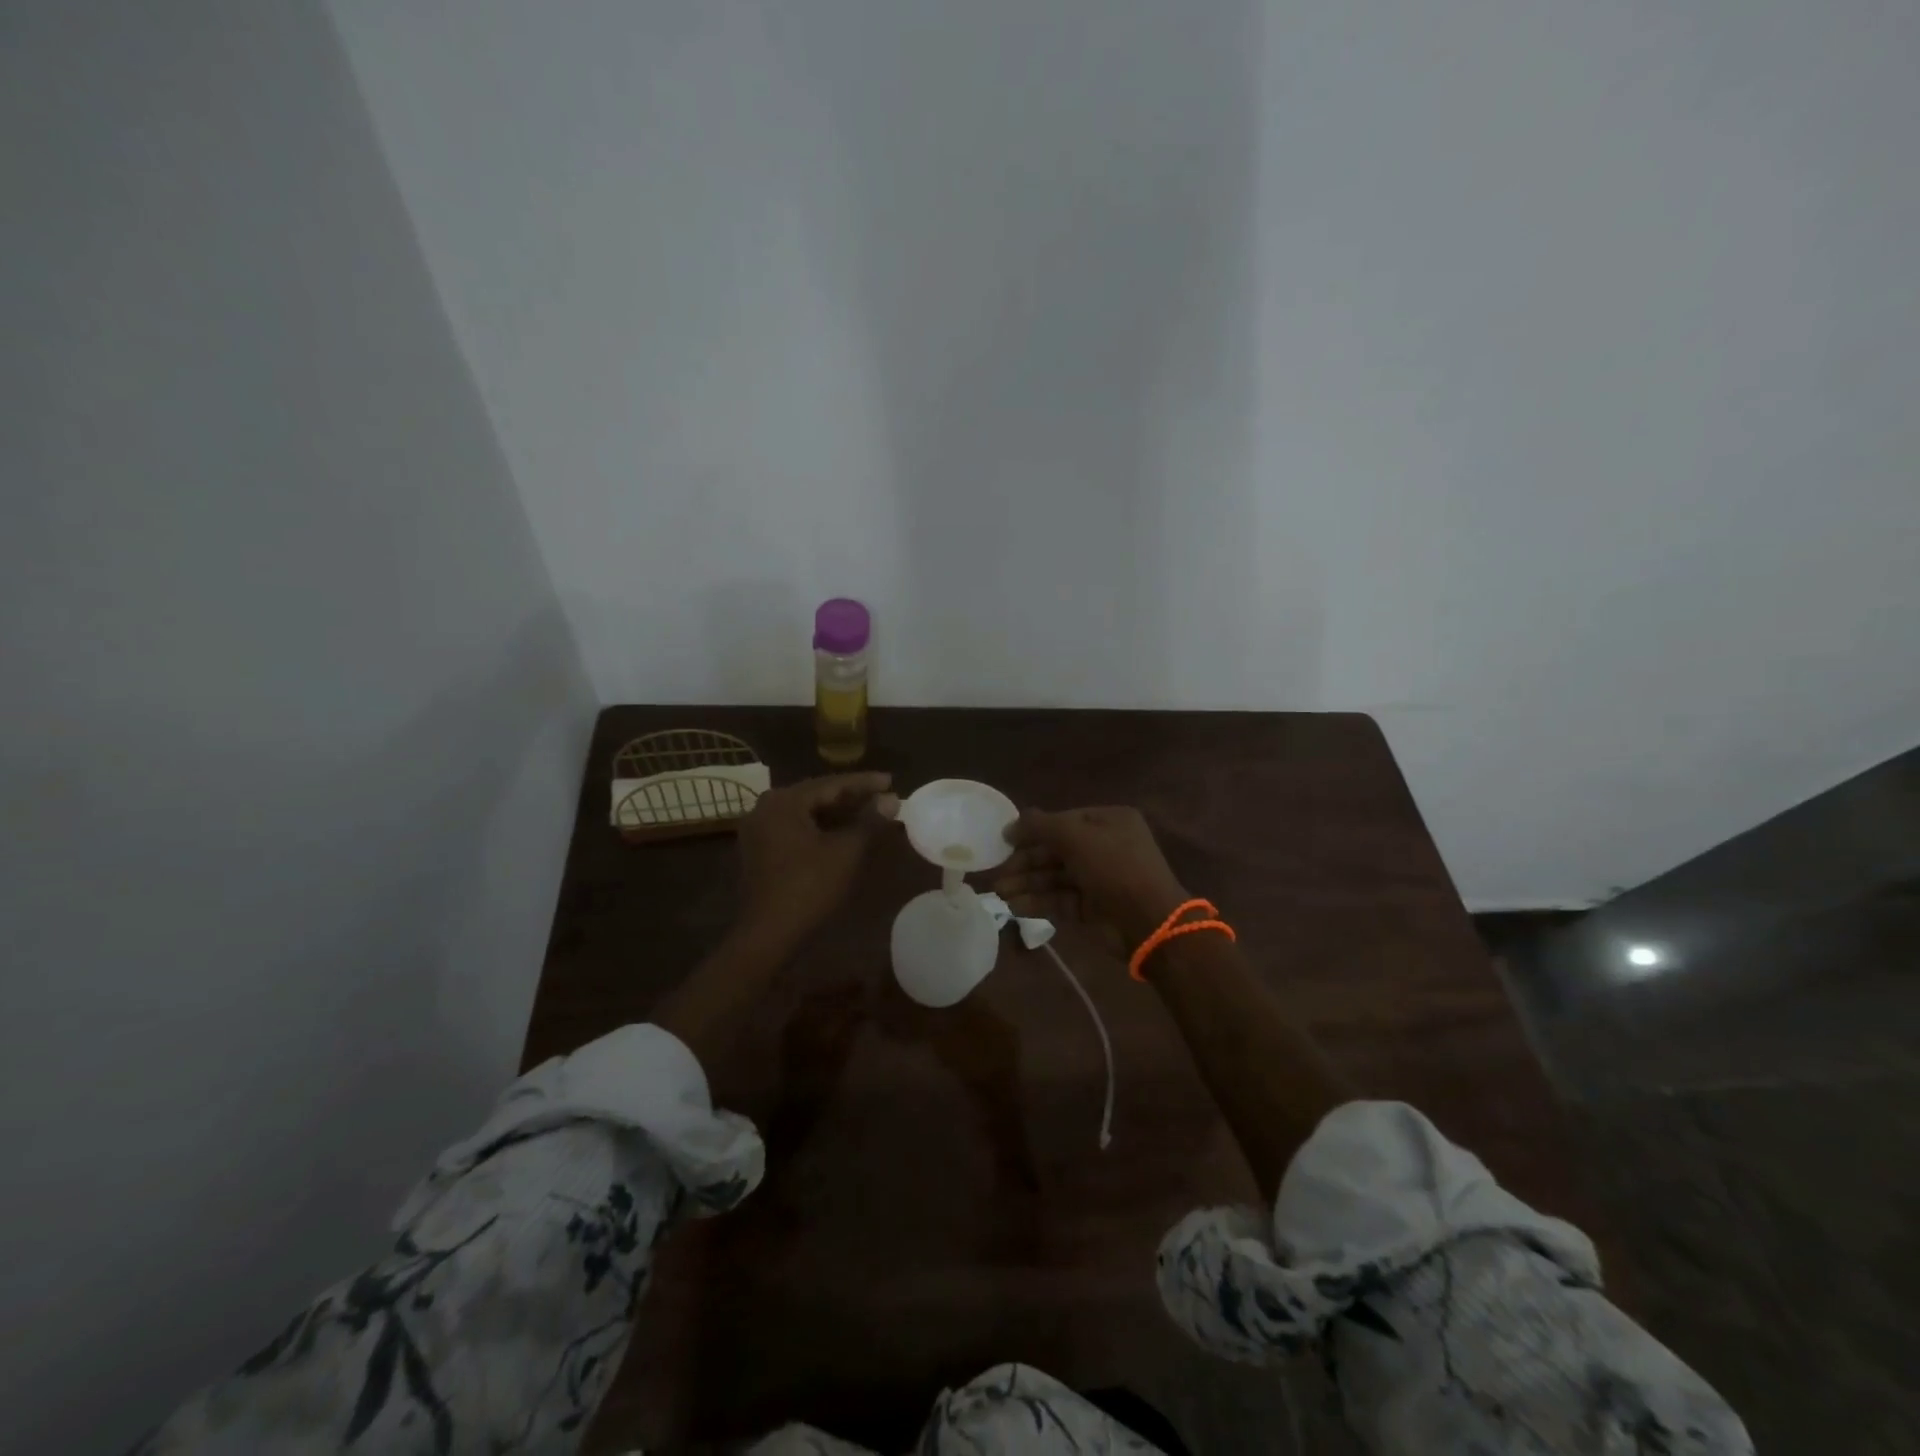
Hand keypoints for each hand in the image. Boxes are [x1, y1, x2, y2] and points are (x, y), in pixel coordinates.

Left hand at [735, 773, 897, 946]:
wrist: (767, 934)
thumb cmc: (808, 888)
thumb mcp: (845, 852)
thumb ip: (869, 821)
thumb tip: (892, 800)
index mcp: (784, 801)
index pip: (831, 784)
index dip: (865, 783)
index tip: (891, 780)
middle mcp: (766, 808)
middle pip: (817, 796)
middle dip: (852, 797)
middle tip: (884, 796)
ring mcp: (760, 830)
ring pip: (807, 813)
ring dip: (838, 814)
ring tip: (870, 813)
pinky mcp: (761, 850)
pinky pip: (797, 829)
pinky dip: (822, 829)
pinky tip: (845, 833)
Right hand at [994, 805, 1189, 946]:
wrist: (1150, 922)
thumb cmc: (1115, 868)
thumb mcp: (1077, 838)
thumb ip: (1042, 827)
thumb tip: (1012, 825)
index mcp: (1109, 822)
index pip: (1063, 821)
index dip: (1033, 830)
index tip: (1005, 840)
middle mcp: (1104, 847)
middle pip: (1056, 850)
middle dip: (1026, 862)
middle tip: (997, 874)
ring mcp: (1099, 879)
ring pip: (1055, 877)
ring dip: (1027, 883)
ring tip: (999, 893)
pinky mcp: (1092, 908)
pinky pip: (1060, 900)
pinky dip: (1038, 902)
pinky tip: (1015, 907)